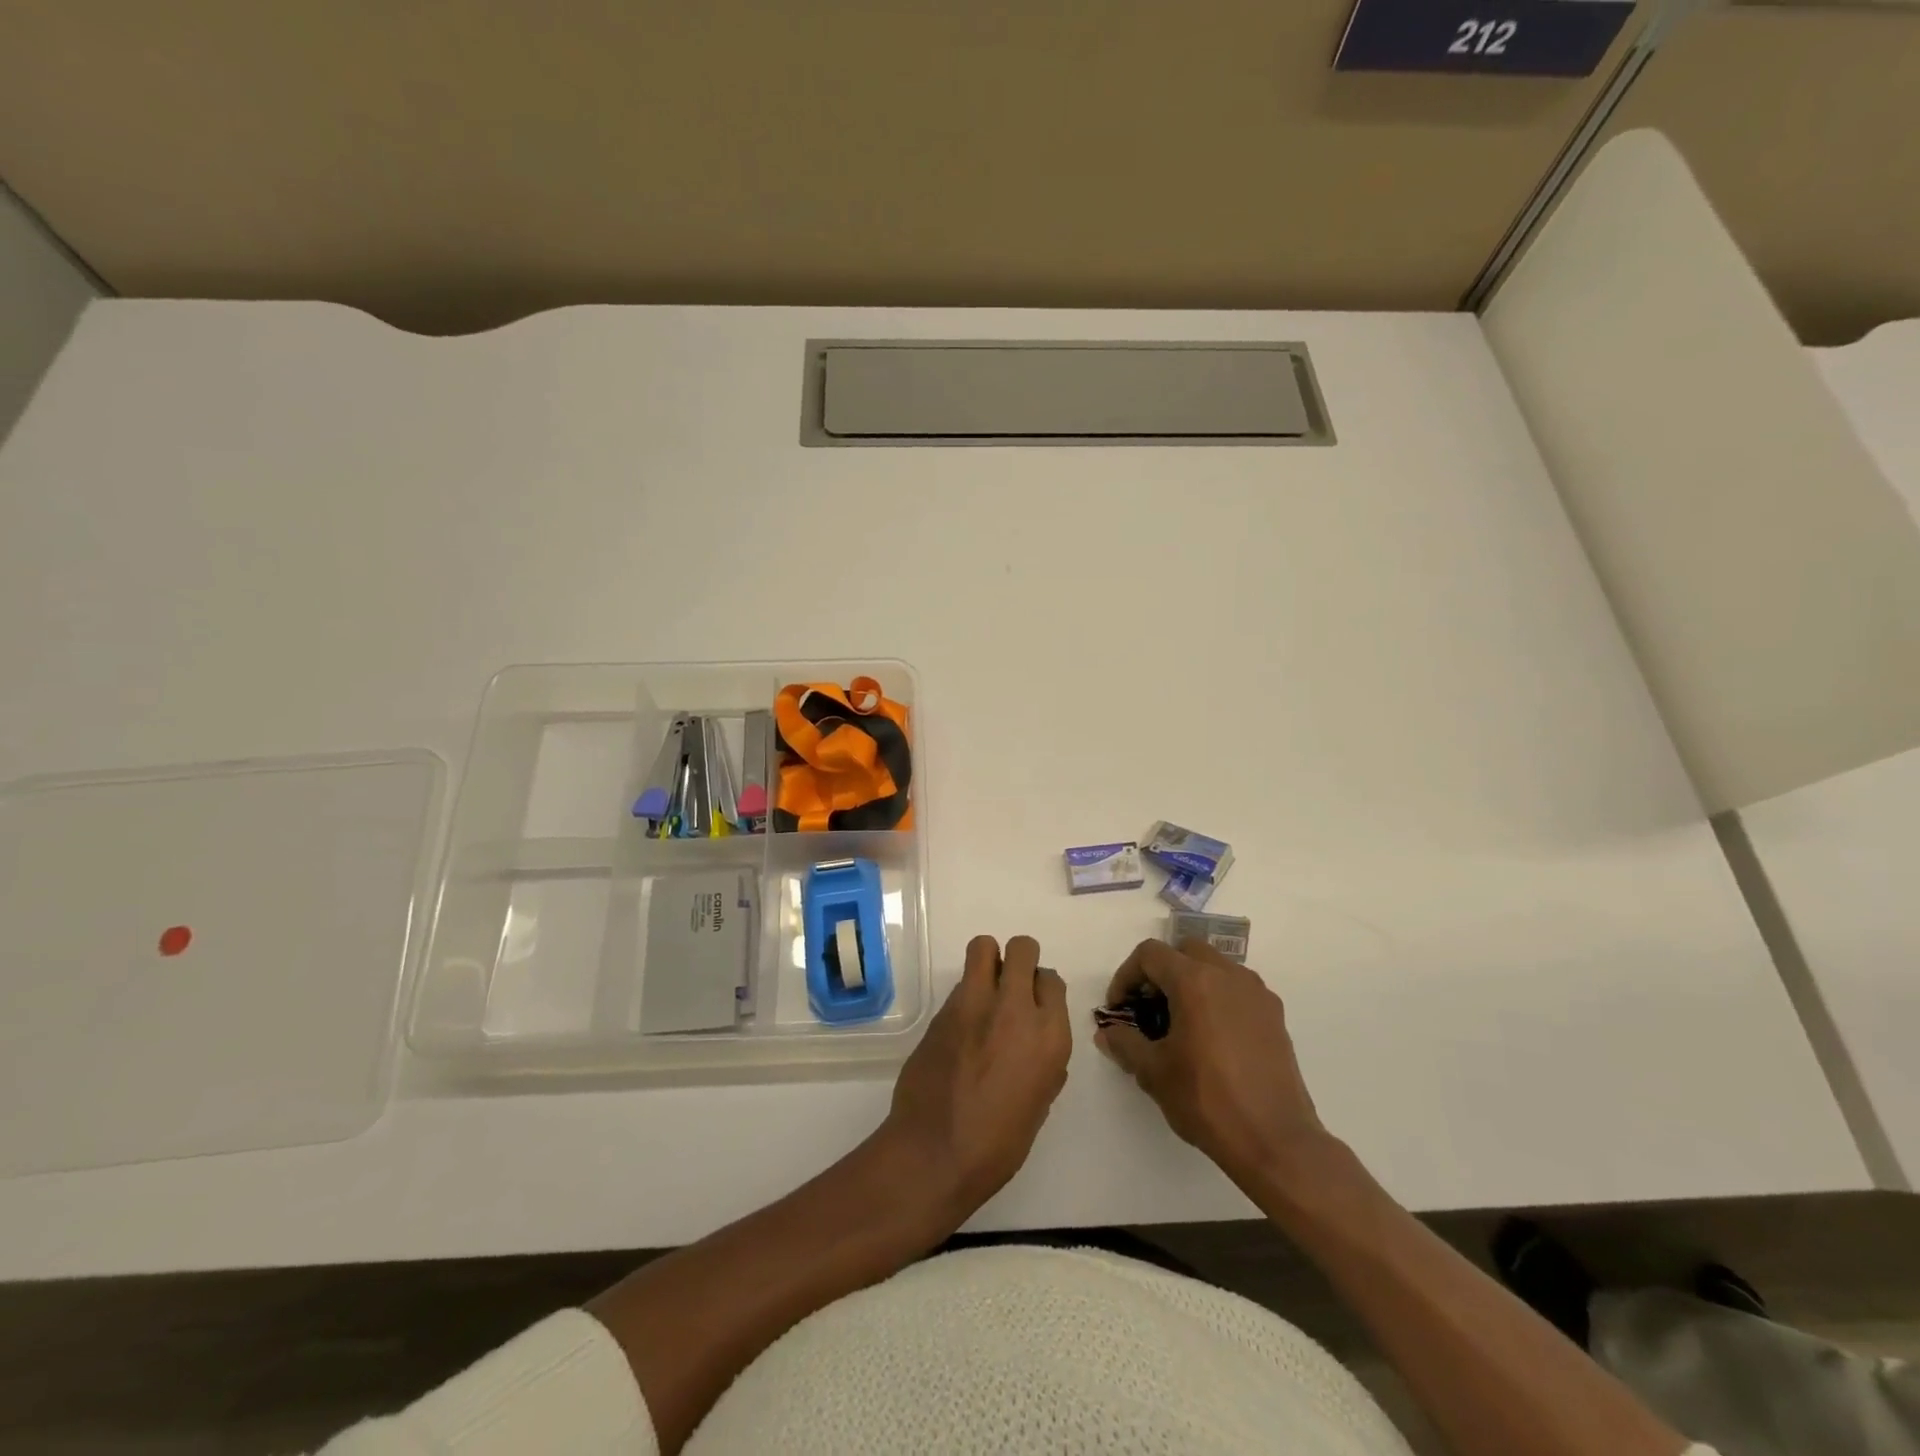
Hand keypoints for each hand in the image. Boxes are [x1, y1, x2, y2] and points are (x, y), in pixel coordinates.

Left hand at [881, 935, 1071, 1221]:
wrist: (935, 1152)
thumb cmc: (998, 1144)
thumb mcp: (1039, 1103)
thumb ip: (1044, 1060)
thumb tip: (1035, 1041)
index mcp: (1049, 1035)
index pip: (1052, 980)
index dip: (1041, 989)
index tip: (1032, 1004)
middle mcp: (1016, 1008)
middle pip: (1022, 948)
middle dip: (1019, 959)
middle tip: (1009, 985)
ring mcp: (975, 1003)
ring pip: (984, 947)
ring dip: (988, 961)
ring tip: (983, 991)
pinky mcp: (942, 1009)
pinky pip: (961, 983)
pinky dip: (965, 994)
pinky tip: (961, 1027)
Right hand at [1097, 938, 1330, 1194]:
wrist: (1275, 1141)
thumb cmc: (1207, 1100)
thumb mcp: (1153, 1073)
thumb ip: (1124, 1043)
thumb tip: (1107, 1033)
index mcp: (1195, 980)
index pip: (1150, 955)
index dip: (1126, 976)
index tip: (1120, 1009)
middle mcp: (1228, 975)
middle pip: (1184, 952)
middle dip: (1160, 973)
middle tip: (1148, 1009)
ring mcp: (1256, 994)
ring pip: (1214, 967)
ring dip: (1190, 982)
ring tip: (1179, 1024)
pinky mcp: (1275, 1016)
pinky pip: (1237, 990)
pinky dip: (1217, 998)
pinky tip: (1211, 1039)